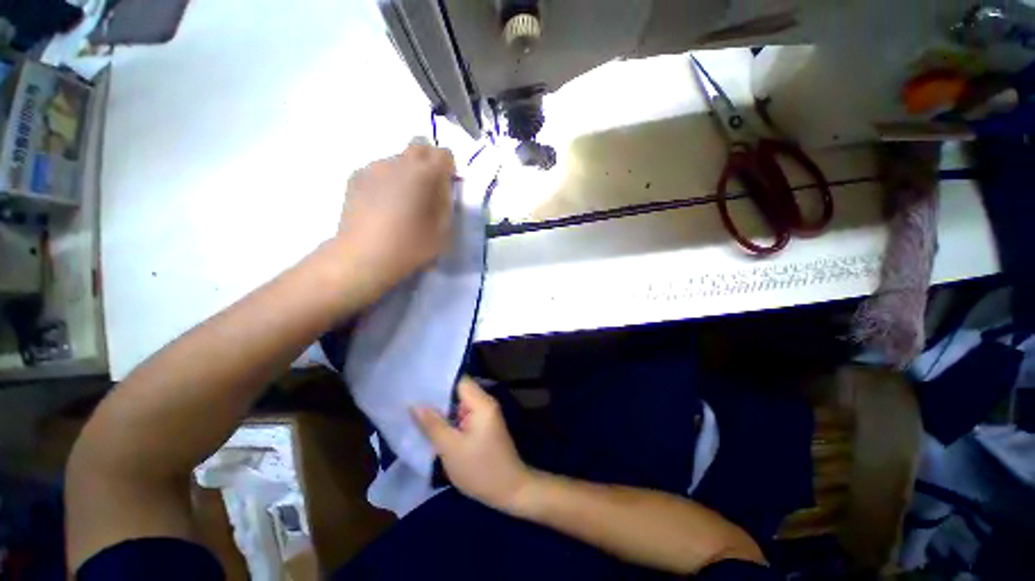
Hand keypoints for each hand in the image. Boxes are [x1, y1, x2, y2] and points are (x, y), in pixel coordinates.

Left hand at [336, 142, 455, 295]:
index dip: (449, 168)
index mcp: (423, 173)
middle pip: (419, 145)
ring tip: (402, 201)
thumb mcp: (442, 229)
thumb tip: (441, 187)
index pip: (444, 153)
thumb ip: (446, 202)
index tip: (447, 186)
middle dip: (429, 162)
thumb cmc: (410, 246)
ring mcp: (373, 167)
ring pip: (398, 158)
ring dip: (407, 172)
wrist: (363, 256)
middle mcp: (398, 162)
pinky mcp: (356, 177)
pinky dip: (388, 180)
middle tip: (428, 189)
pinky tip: (383, 205)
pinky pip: (380, 170)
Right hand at [413, 377, 533, 513]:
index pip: (458, 381)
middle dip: (436, 397)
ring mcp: (485, 414)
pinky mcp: (483, 426)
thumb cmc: (480, 469)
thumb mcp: (450, 448)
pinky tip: (432, 426)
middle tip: (411, 400)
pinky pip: (464, 416)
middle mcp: (485, 403)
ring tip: (416, 412)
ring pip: (459, 405)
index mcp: (481, 403)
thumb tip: (415, 405)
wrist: (509, 490)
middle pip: (458, 392)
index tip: (417, 385)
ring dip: (442, 410)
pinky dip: (450, 420)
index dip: (438, 382)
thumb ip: (432, 424)